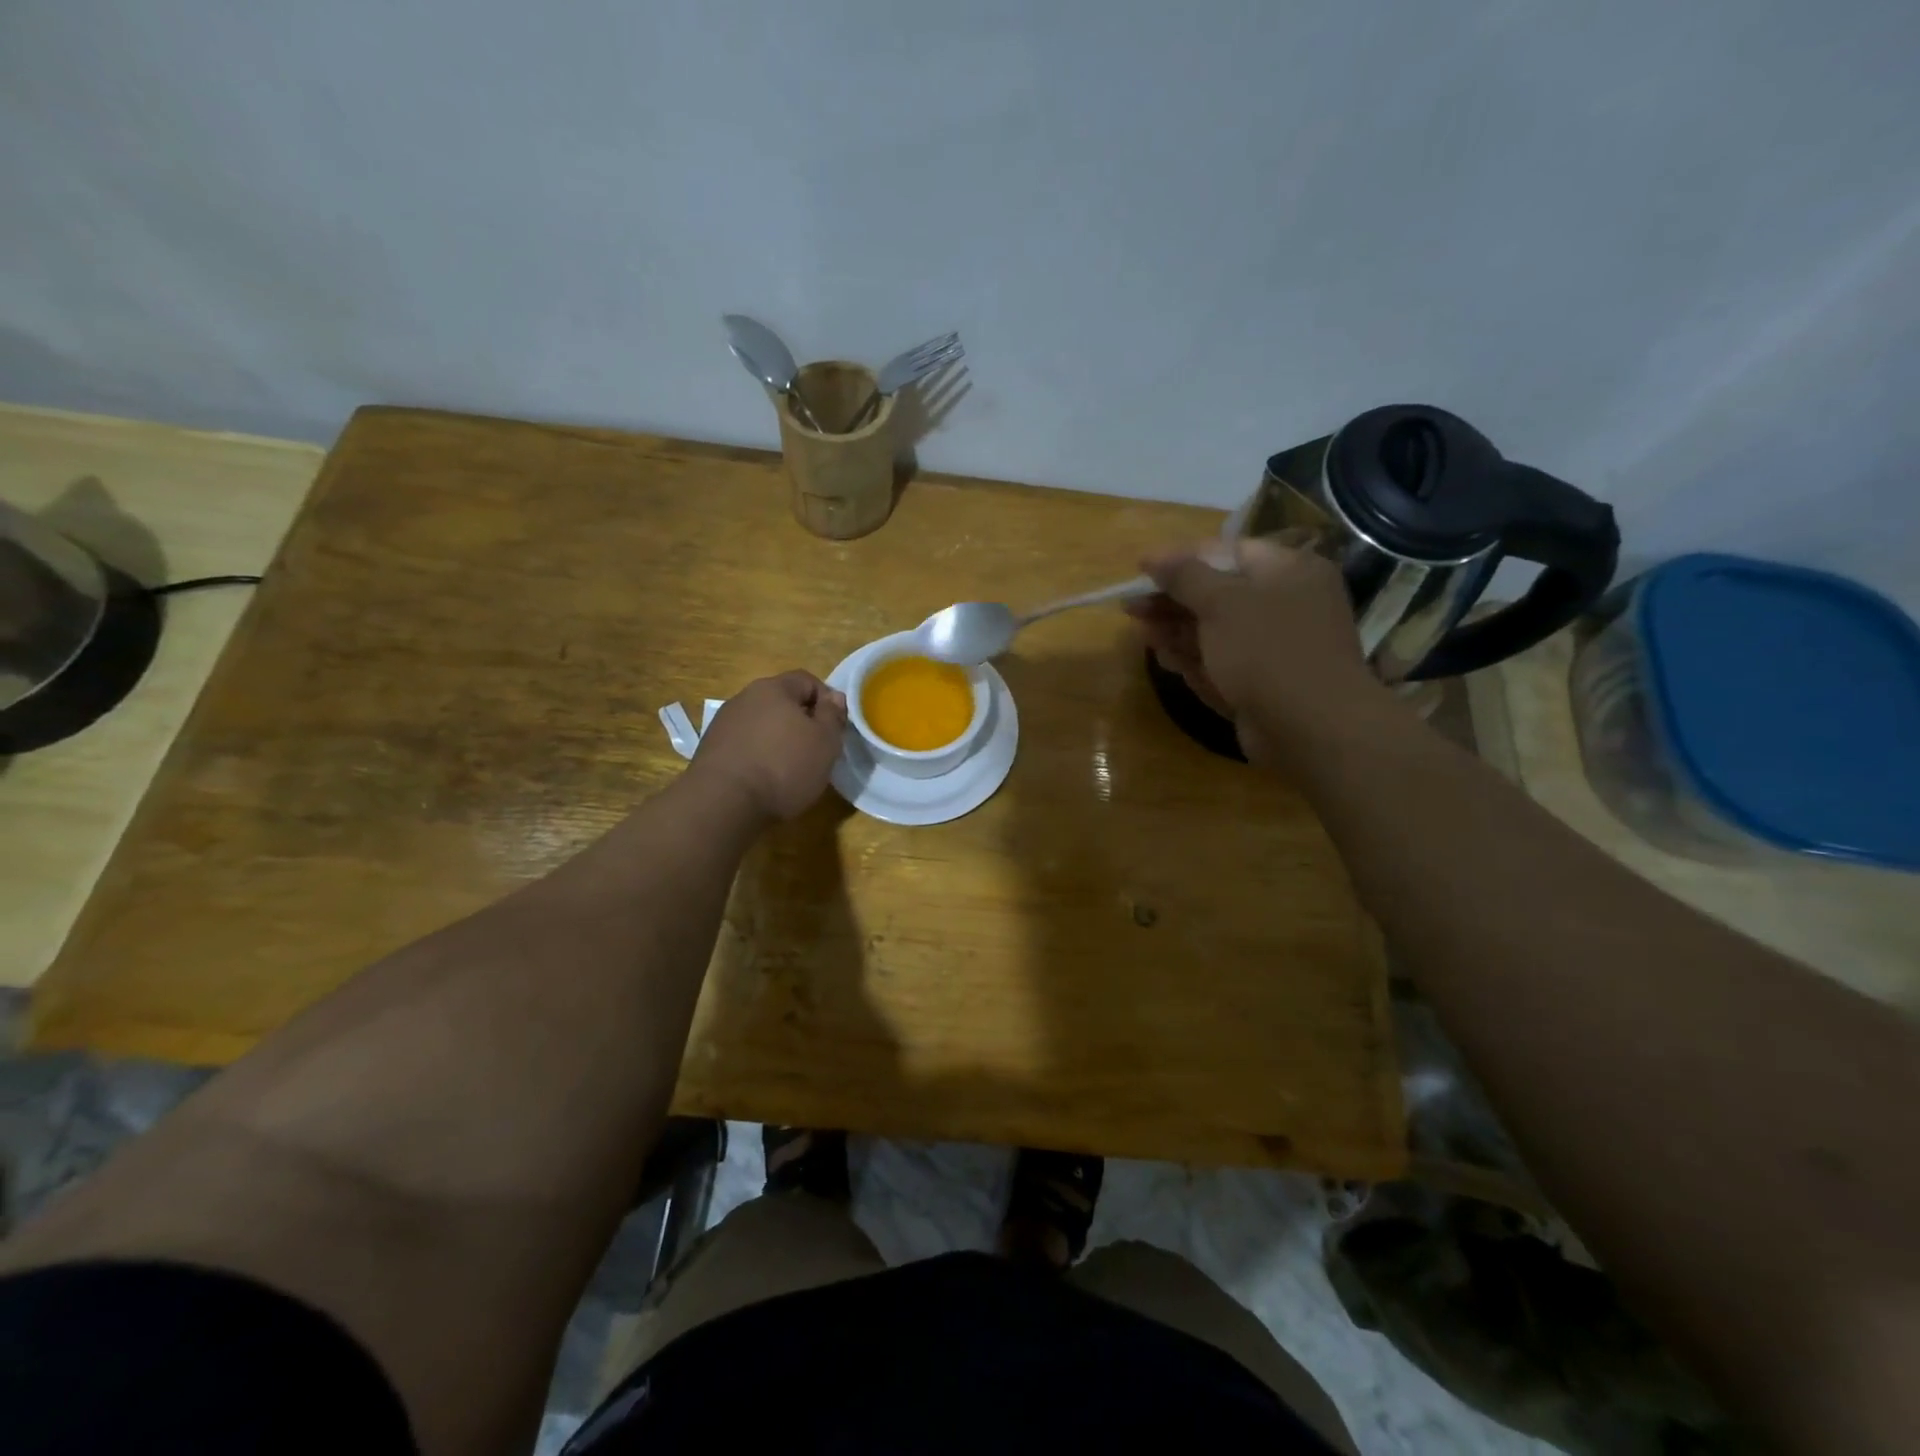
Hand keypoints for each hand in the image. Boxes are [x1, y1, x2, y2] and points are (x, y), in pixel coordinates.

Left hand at [690, 671, 847, 820]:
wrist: (723, 802)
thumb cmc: (784, 767)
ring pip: (762, 724)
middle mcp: (744, 698)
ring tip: (790, 768)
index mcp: (774, 688)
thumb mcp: (825, 742)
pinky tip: (765, 779)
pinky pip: (745, 744)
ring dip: (778, 739)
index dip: (827, 700)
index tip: (835, 728)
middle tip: (817, 749)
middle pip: (782, 702)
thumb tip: (834, 697)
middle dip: (802, 721)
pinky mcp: (711, 749)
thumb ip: (833, 715)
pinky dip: (758, 755)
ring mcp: (724, 723)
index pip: (807, 680)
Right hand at [1128, 535, 1383, 766]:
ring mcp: (1275, 647)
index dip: (1181, 559)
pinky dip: (1194, 660)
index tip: (1141, 569)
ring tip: (1144, 635)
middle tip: (1131, 609)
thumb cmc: (1266, 649)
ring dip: (1177, 632)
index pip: (1227, 552)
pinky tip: (1166, 660)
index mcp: (1288, 570)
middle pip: (1218, 594)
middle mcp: (1286, 604)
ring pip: (1216, 632)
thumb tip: (1154, 556)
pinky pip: (1223, 663)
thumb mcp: (1221, 602)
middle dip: (1173, 601)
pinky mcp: (1264, 683)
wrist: (1310, 728)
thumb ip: (1184, 576)